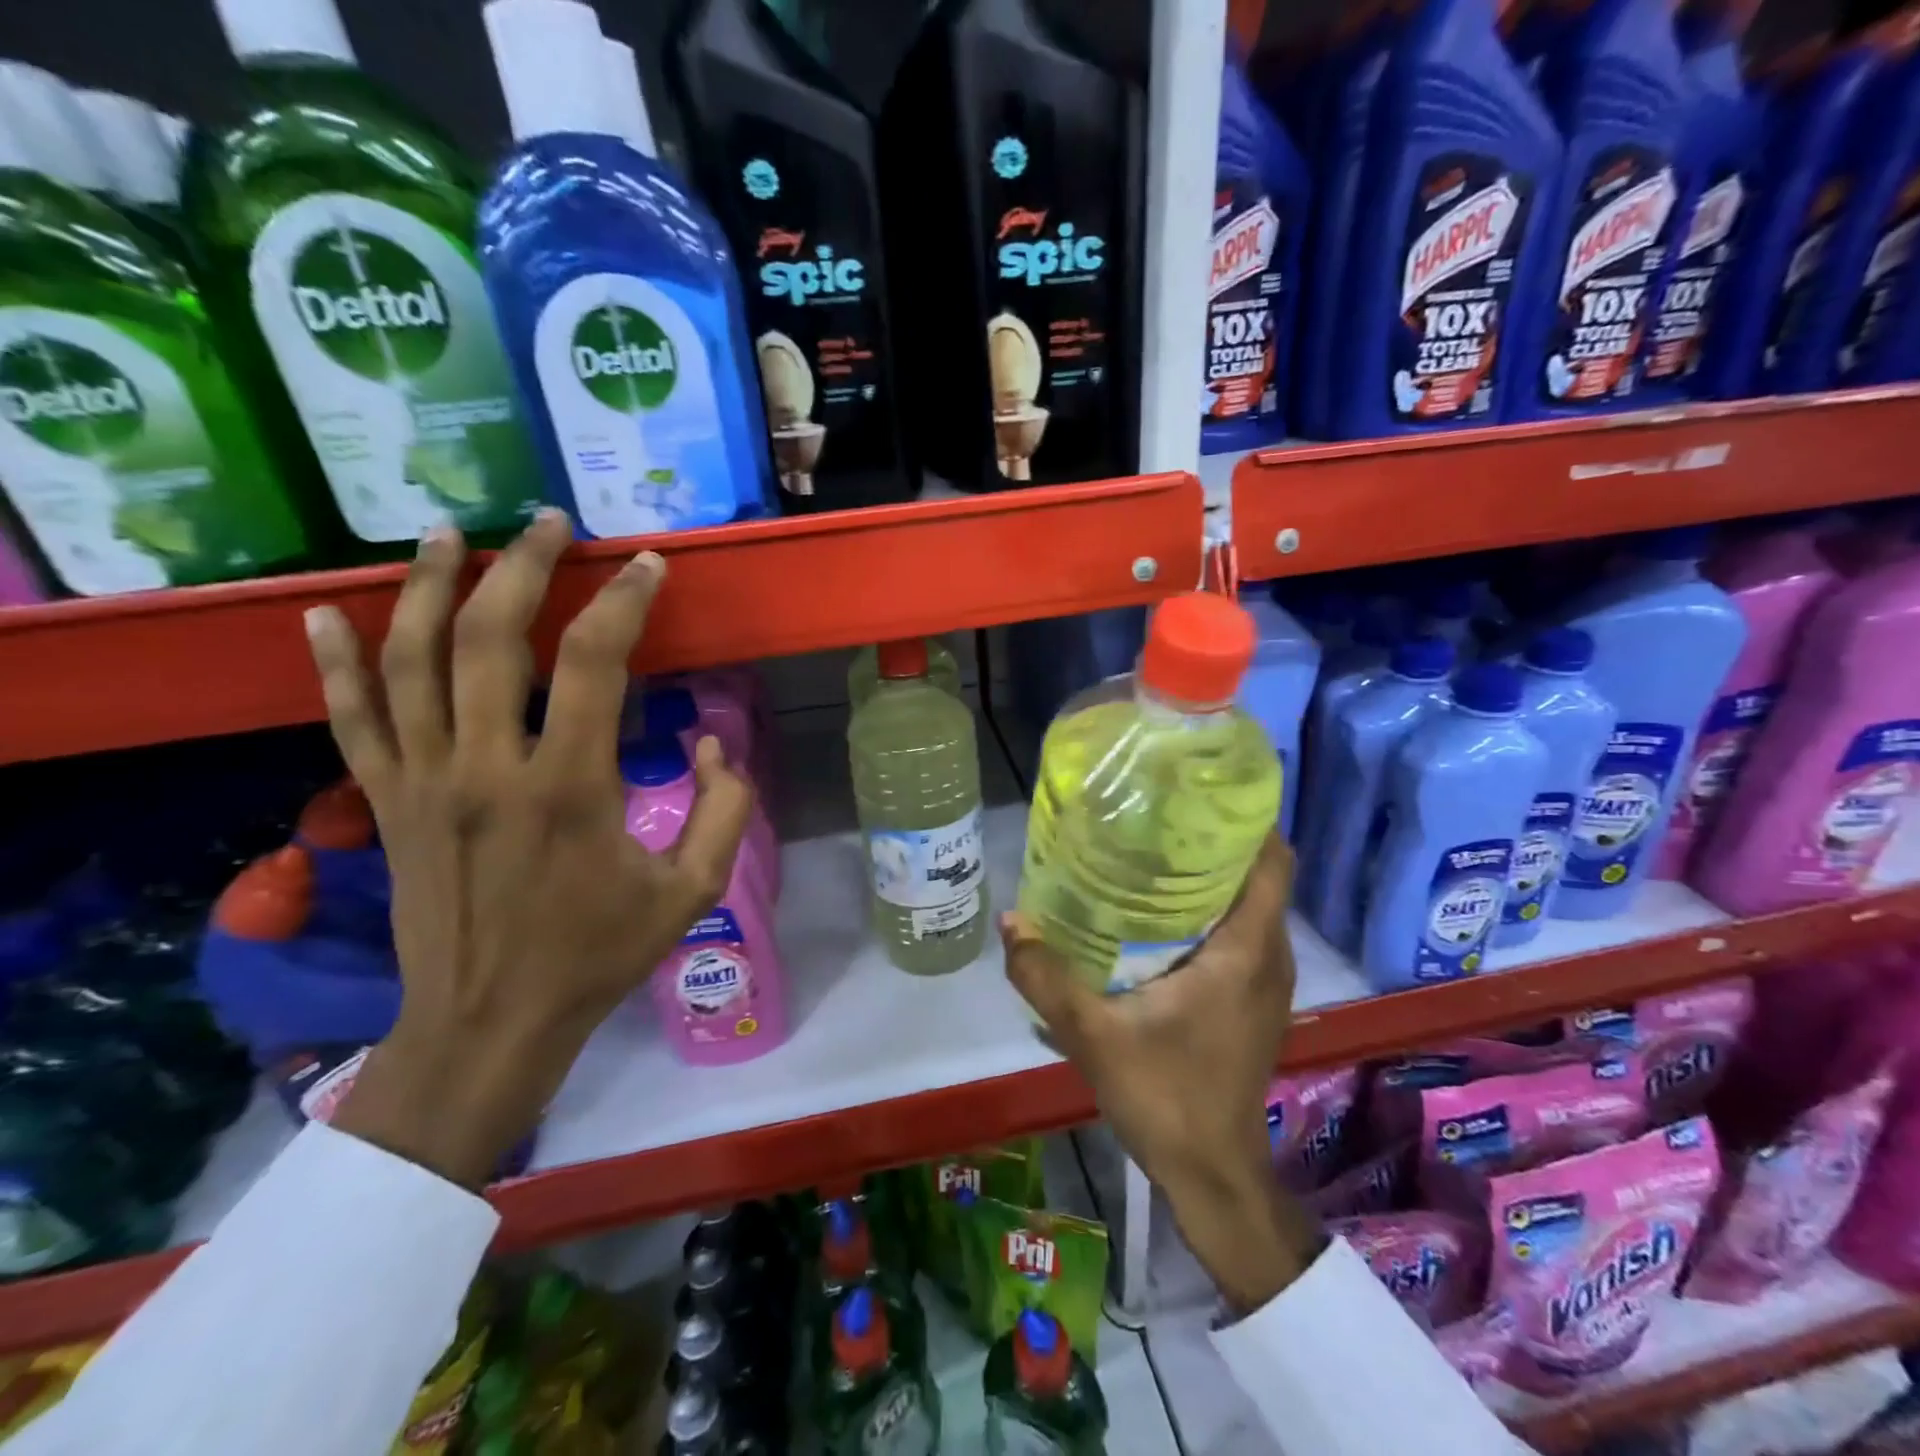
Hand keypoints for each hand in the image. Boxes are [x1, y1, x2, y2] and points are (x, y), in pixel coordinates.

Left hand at [306, 511, 752, 1188]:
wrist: (489, 1024)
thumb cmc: (598, 955)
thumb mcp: (694, 890)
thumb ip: (724, 809)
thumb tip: (714, 743)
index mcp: (569, 788)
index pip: (593, 664)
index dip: (624, 602)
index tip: (649, 565)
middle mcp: (487, 769)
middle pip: (489, 639)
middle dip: (523, 567)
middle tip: (550, 522)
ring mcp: (423, 782)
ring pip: (409, 661)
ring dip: (426, 587)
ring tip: (449, 532)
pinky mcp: (386, 803)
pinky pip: (352, 718)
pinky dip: (335, 661)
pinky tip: (325, 612)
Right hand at [1001, 834, 1324, 1312]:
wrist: (1211, 1171)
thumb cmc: (1164, 1095)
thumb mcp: (1092, 1033)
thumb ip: (1046, 976)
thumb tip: (1011, 920)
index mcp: (1245, 950)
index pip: (1272, 860)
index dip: (1246, 817)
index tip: (1198, 791)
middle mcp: (1269, 956)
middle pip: (1260, 874)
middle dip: (1217, 838)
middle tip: (1158, 815)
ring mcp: (1268, 981)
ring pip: (1252, 904)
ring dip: (1214, 875)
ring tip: (1154, 853)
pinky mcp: (1255, 1000)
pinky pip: (1244, 932)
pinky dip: (1214, 910)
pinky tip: (1160, 916)